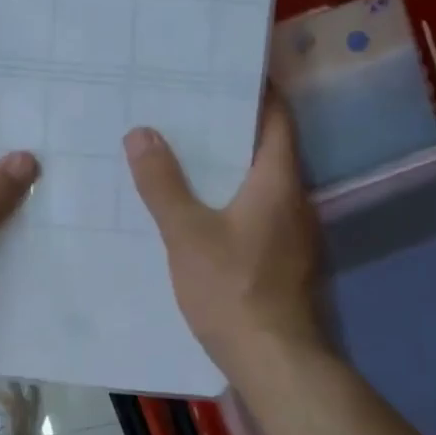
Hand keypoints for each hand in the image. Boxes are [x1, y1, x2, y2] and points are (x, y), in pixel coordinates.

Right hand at [124, 95, 329, 384]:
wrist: (273, 362)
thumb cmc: (232, 289)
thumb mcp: (187, 233)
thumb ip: (162, 183)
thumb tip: (141, 132)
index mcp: (278, 182)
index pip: (277, 119)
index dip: (258, 91)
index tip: (224, 72)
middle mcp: (294, 201)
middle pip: (268, 148)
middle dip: (232, 126)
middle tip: (187, 109)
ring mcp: (292, 234)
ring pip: (260, 183)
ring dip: (229, 165)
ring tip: (183, 151)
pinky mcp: (282, 260)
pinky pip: (256, 212)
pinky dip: (230, 198)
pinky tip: (196, 207)